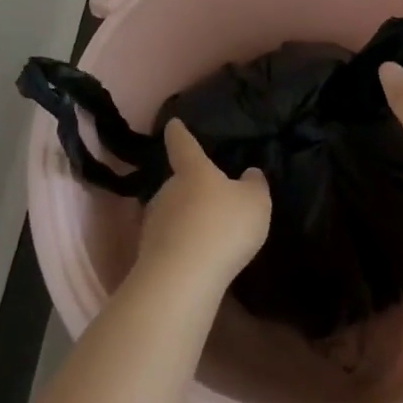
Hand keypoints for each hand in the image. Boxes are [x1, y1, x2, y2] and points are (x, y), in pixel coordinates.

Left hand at [135, 120, 270, 288]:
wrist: (182, 278)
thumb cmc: (222, 227)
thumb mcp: (254, 203)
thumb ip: (255, 185)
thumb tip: (249, 173)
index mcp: (192, 170)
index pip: (183, 143)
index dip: (179, 132)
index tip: (173, 124)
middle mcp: (167, 189)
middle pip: (177, 182)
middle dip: (190, 188)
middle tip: (209, 197)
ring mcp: (153, 221)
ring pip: (172, 212)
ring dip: (185, 219)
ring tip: (206, 234)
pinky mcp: (148, 252)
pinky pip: (169, 241)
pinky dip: (181, 245)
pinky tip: (197, 259)